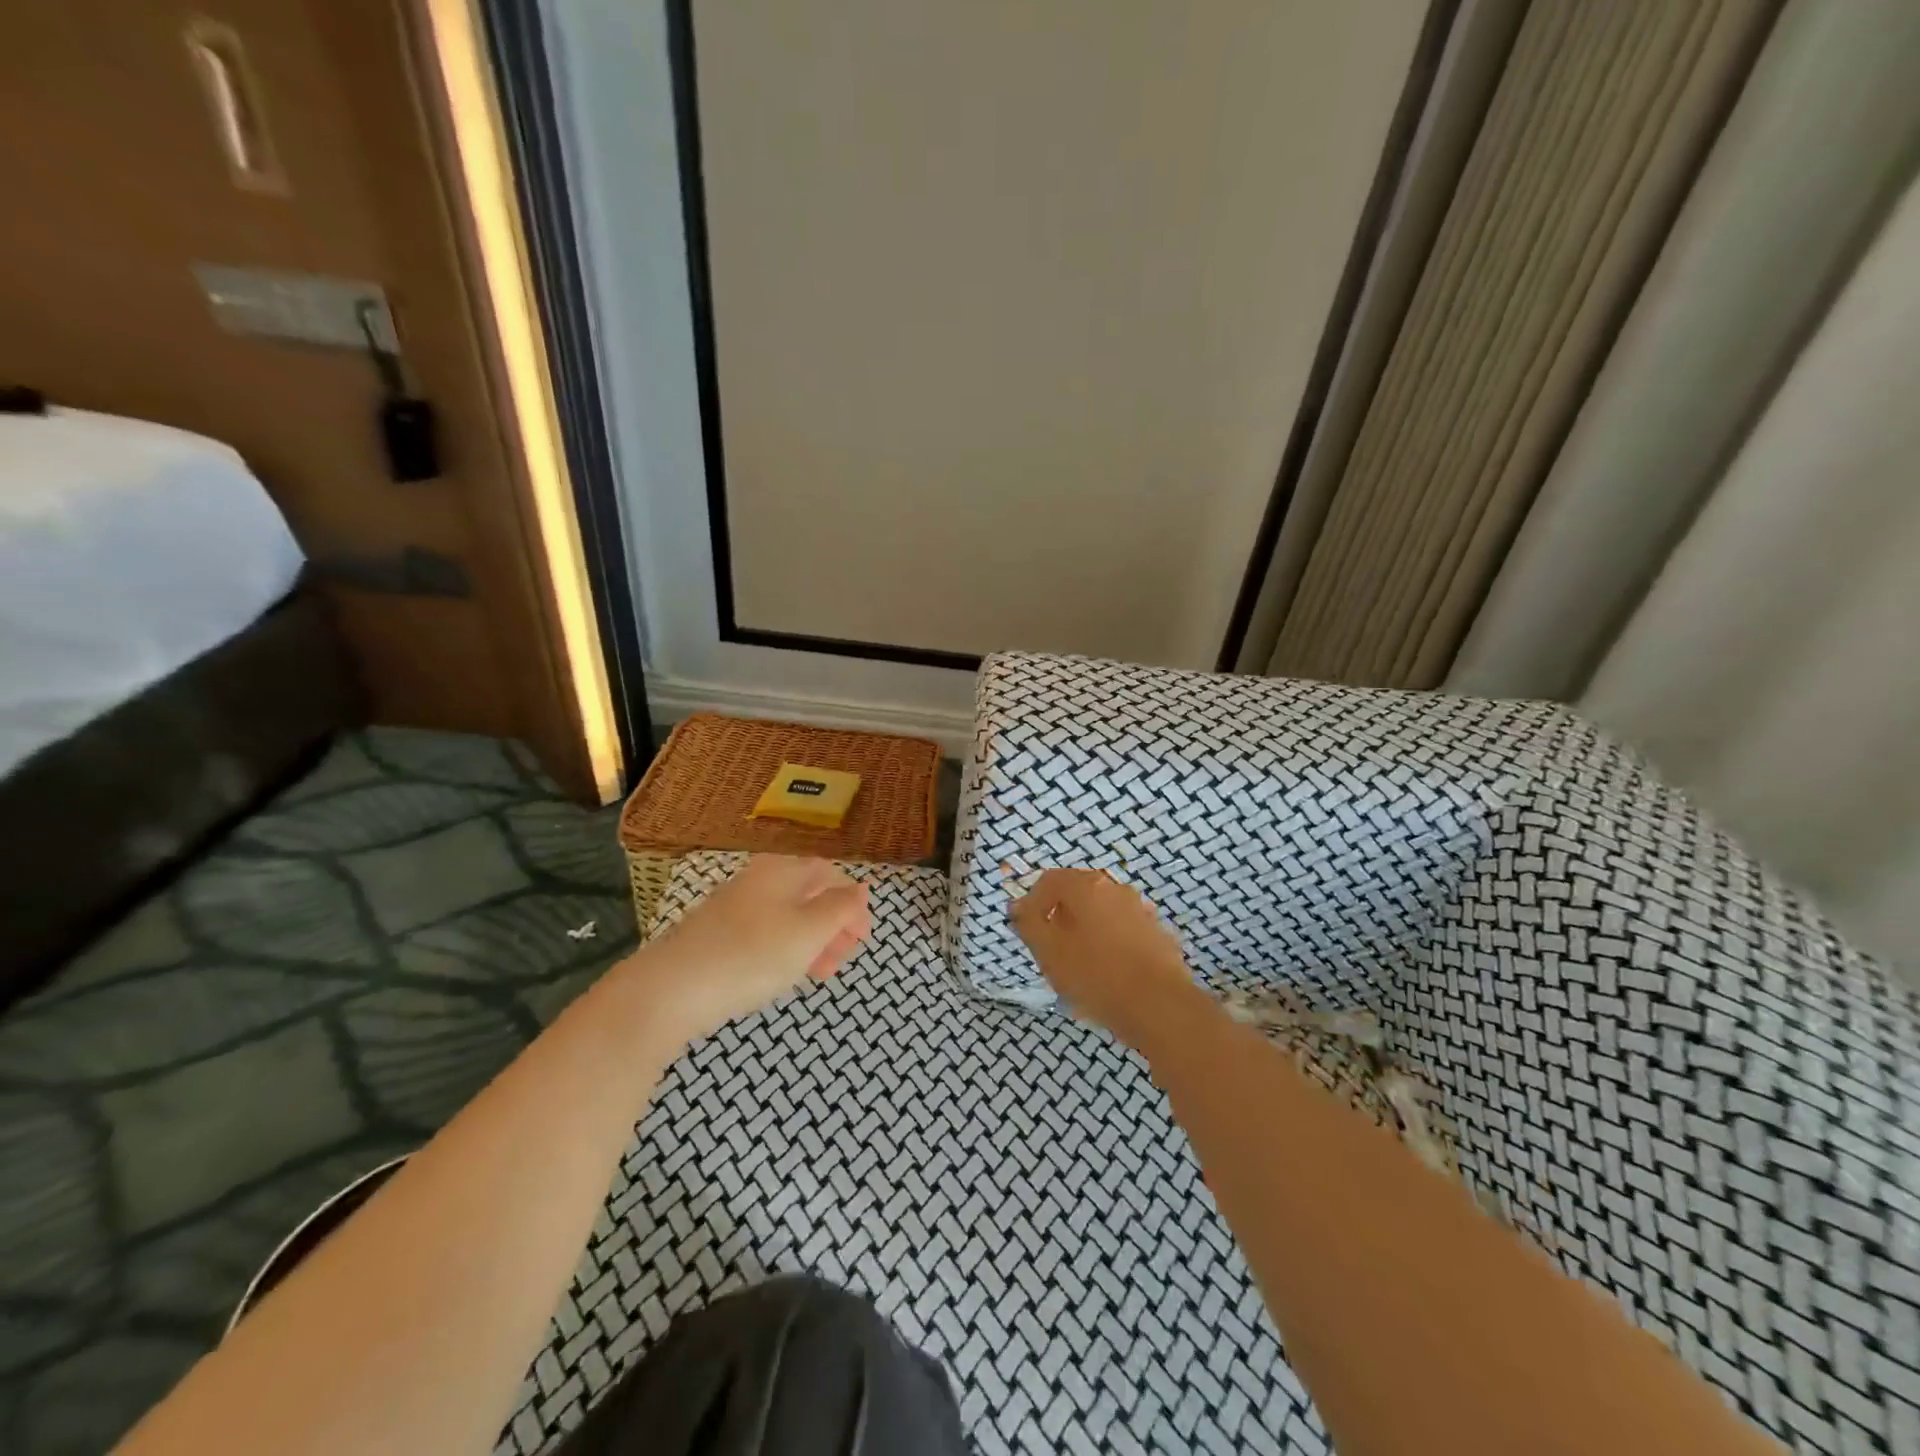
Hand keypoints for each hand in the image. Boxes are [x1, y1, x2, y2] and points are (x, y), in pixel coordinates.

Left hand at [632, 855, 869, 1044]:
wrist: (671, 989)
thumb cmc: (753, 954)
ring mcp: (733, 907)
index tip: (864, 938)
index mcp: (783, 870)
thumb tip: (861, 888)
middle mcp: (758, 879)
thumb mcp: (810, 931)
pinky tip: (785, 975)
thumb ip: (841, 907)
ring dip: (812, 941)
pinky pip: (763, 934)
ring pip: (786, 917)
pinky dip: (784, 951)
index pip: (829, 873)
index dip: (852, 902)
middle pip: (808, 894)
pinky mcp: (715, 935)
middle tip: (846, 957)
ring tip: (823, 974)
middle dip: (833, 924)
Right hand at [1008, 868, 1208, 1054]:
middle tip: (1051, 948)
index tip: (1027, 930)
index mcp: (1086, 886)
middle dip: (1060, 916)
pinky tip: (1108, 974)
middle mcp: (1116, 889)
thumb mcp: (1049, 952)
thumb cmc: (1096, 975)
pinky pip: (1123, 932)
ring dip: (1086, 931)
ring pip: (1102, 913)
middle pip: (1078, 893)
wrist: (1160, 1007)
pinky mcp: (1158, 935)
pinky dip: (1110, 944)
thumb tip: (1019, 906)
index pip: (1049, 880)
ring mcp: (1141, 911)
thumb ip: (1029, 924)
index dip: (1032, 902)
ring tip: (1079, 965)